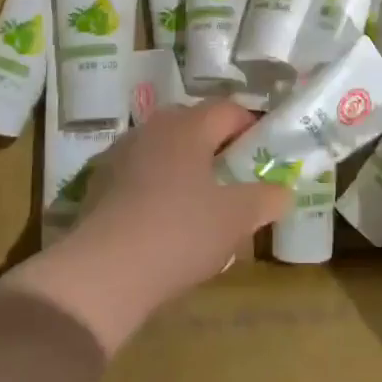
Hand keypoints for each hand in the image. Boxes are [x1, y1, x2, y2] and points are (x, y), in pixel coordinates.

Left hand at [21, 101, 288, 353]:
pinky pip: (140, 173)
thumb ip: (266, 199)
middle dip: (217, 146)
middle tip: (235, 178)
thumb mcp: (237, 219)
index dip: (252, 128)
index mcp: (188, 125)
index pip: (229, 109)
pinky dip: (157, 186)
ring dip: (185, 166)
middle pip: (194, 124)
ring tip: (200, 202)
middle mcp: (153, 128)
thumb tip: (283, 191)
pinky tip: (164, 220)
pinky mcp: (99, 182)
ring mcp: (121, 153)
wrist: (103, 272)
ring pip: (164, 148)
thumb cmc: (179, 232)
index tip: (264, 155)